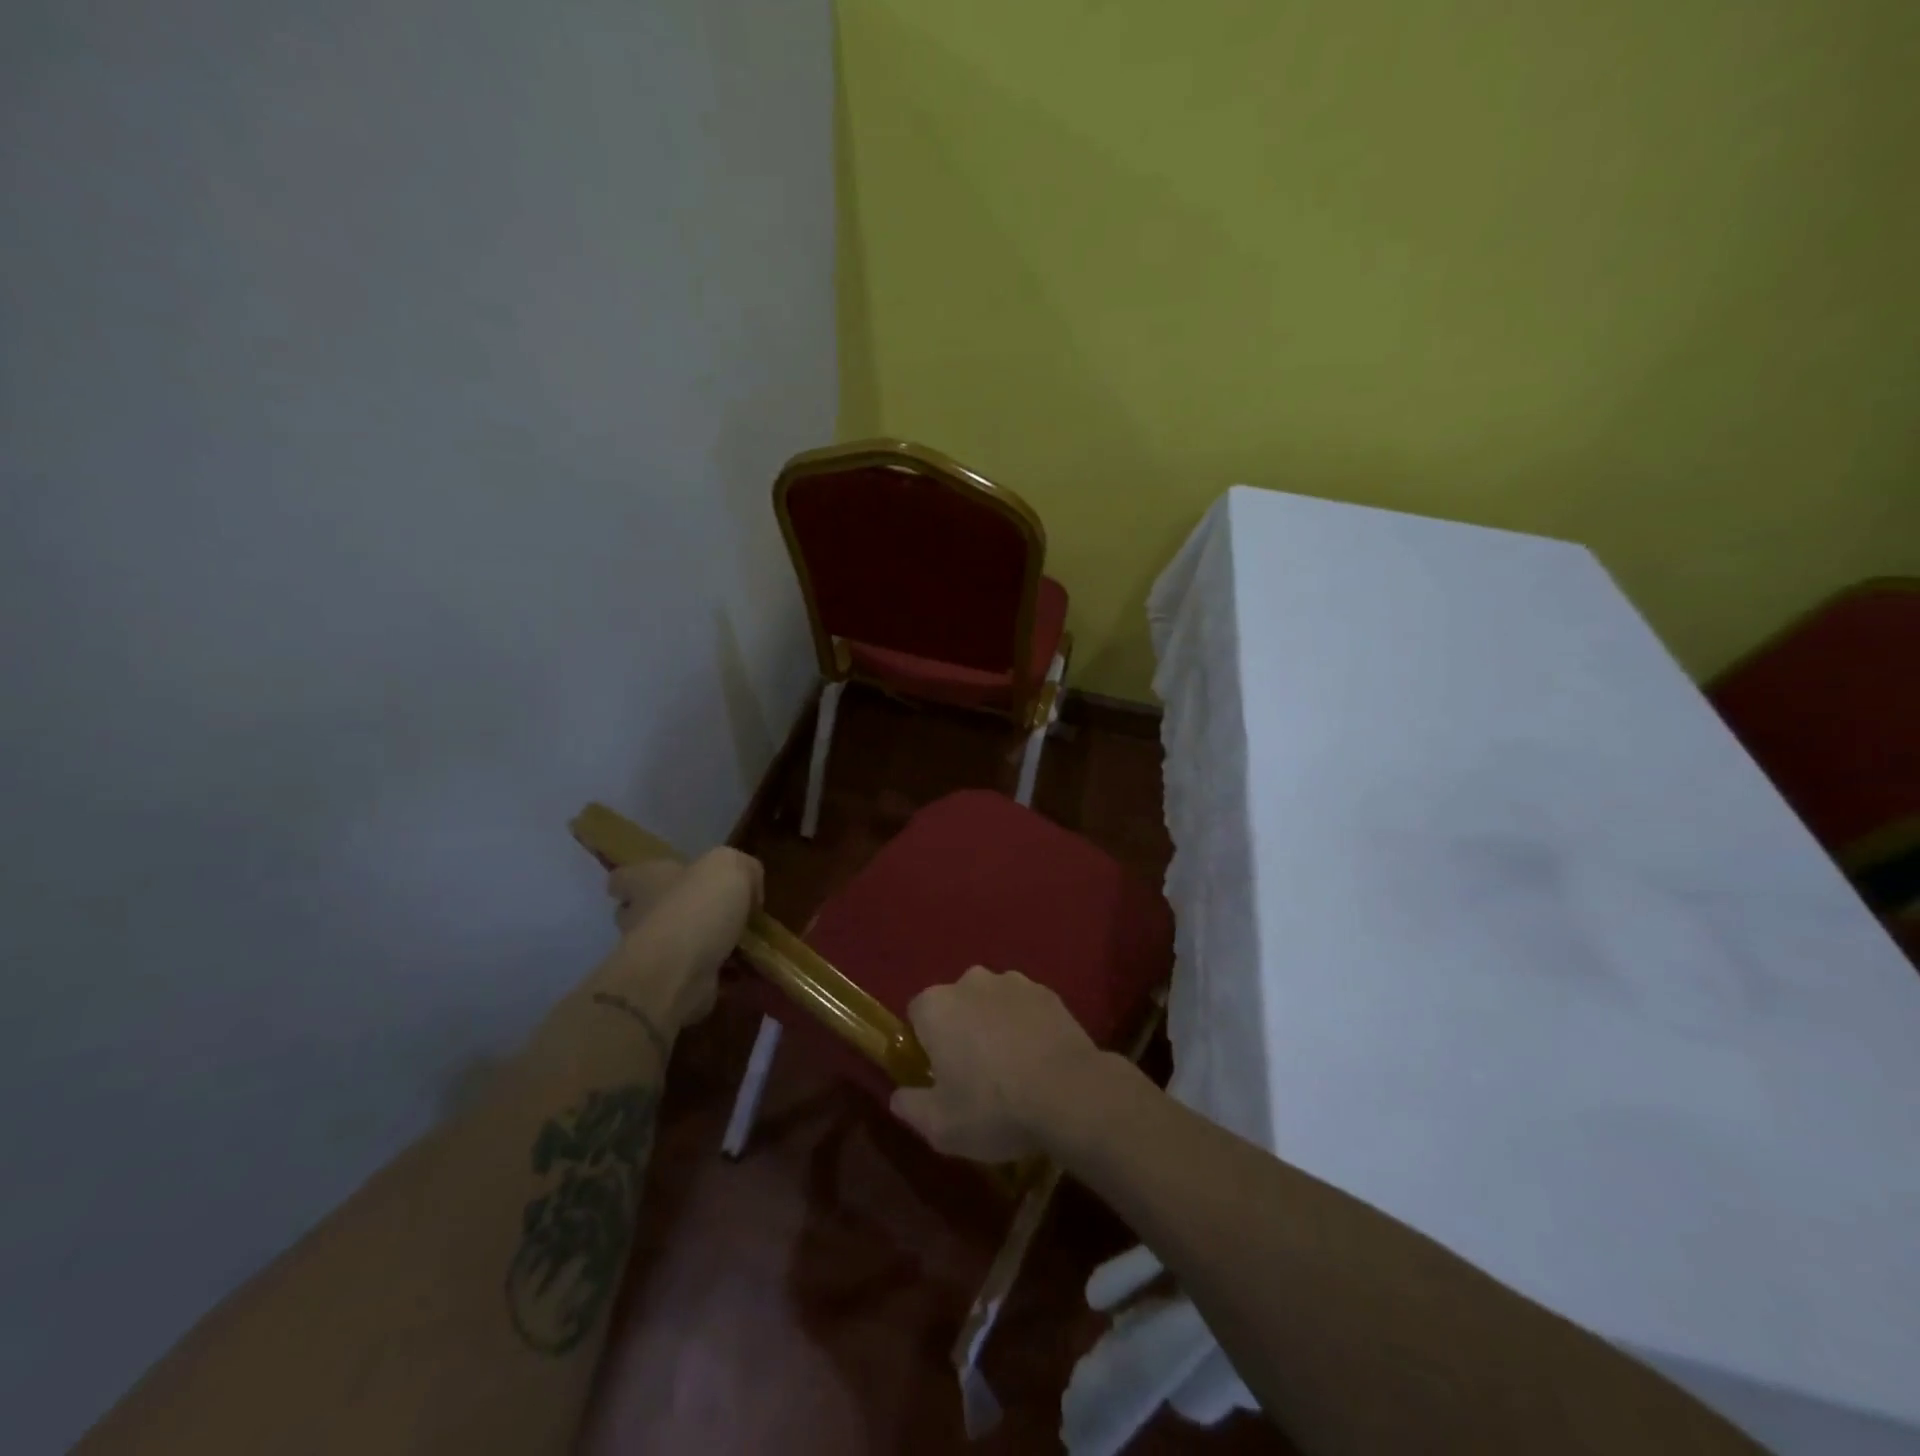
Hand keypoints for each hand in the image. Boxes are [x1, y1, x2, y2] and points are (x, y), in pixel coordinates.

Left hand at [605, 848, 761, 1025]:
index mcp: (646, 881)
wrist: (681, 971)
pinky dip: (719, 976)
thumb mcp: (731, 865)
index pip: (624, 878)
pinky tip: (747, 972)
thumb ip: (743, 869)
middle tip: (715, 913)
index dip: (638, 878)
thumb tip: (750, 890)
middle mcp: (641, 916)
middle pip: (646, 911)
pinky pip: (696, 976)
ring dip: (703, 945)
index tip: (661, 884)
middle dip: (674, 913)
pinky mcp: (670, 985)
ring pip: (675, 945)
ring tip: (743, 944)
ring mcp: (652, 955)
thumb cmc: (697, 906)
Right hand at [889, 966, 1107, 1162]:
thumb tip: (899, 1096)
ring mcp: (1013, 982)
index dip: (925, 1045)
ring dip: (994, 1025)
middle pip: (955, 1004)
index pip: (917, 1016)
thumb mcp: (940, 1126)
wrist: (1069, 1092)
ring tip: (1011, 1068)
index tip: (938, 1075)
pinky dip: (1026, 1025)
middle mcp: (970, 981)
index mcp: (936, 1006)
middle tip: (974, 1074)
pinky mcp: (1047, 991)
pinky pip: (1025, 1007)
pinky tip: (1038, 1059)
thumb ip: (910, 1107)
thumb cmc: (993, 1107)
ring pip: (991, 1002)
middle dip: (960, 1030)